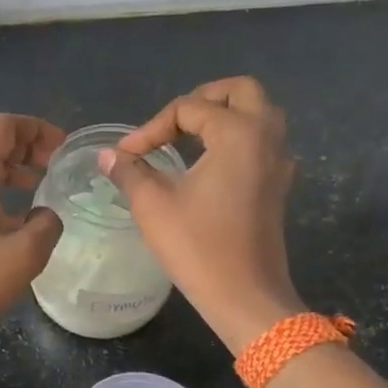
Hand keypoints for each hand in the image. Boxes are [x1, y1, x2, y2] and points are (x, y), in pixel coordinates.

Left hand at [0, 114, 65, 350]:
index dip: (38, 129)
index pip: (5, 127)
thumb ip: (46, 226)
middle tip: (57, 169)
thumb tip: (46, 216)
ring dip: (12, 172)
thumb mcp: (23, 256)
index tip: (64, 149)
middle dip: (28, 149)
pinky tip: (14, 222)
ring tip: (41, 191)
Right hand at [99, 77, 302, 353]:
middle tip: (172, 123)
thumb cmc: (198, 246)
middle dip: (202, 99)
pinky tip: (210, 165)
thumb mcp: (153, 205)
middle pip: (241, 91)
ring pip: (259, 114)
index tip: (127, 156)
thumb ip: (129, 171)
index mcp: (237, 133)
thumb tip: (107, 156)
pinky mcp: (279, 186)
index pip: (188, 108)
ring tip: (188, 138)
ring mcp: (278, 162)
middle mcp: (266, 137)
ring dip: (224, 115)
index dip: (152, 128)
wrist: (245, 297)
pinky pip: (263, 142)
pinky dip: (238, 139)